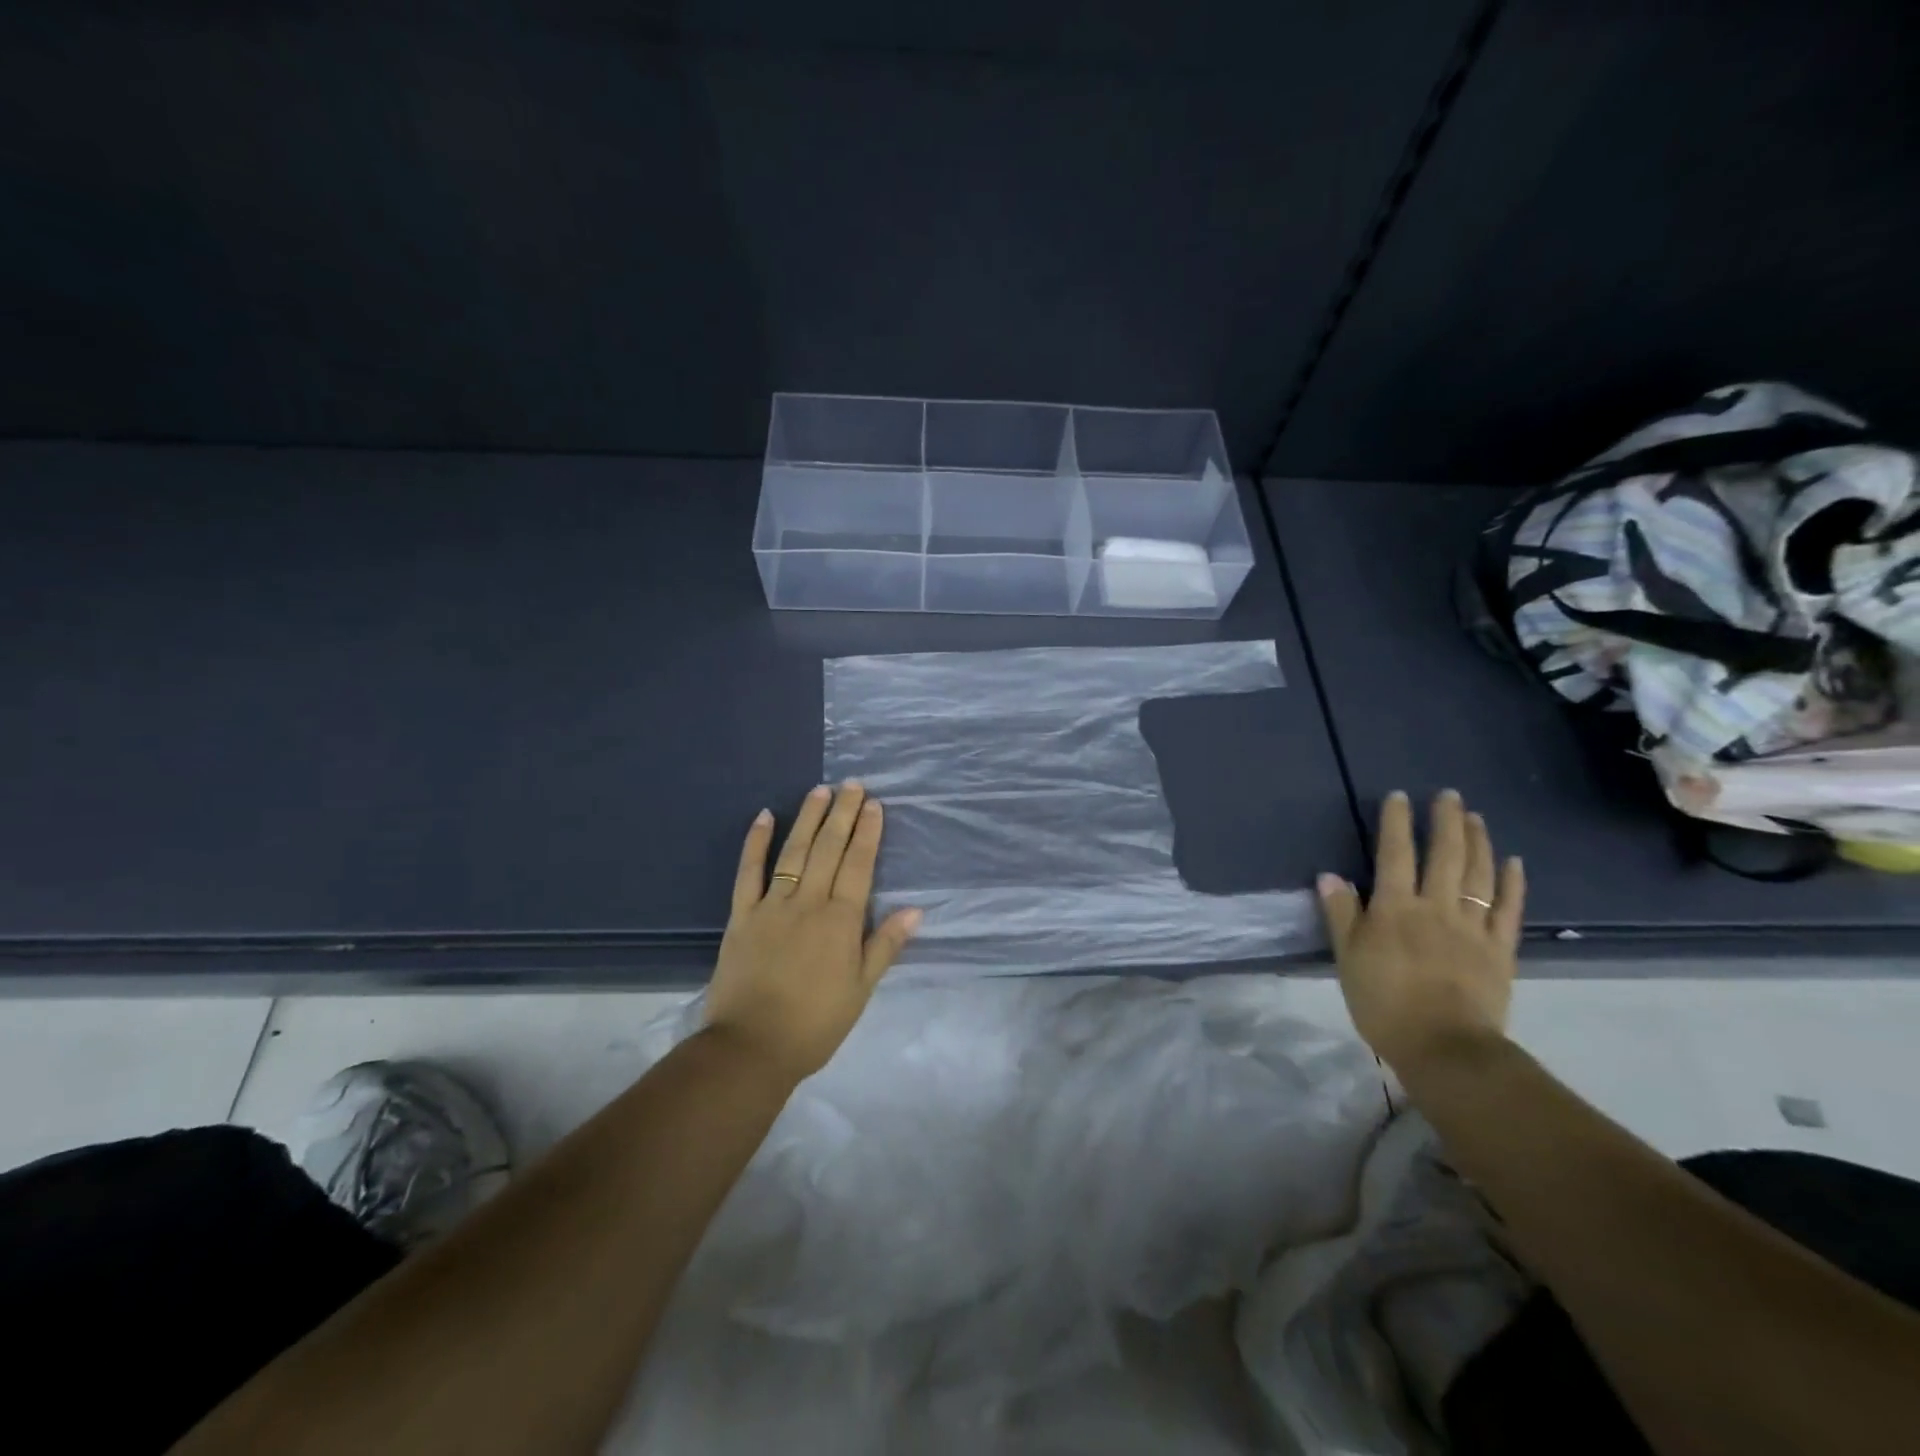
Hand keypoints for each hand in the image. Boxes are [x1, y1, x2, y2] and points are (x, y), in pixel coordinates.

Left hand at [704, 782, 921, 1082]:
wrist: (751, 1047)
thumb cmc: (815, 1023)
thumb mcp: (861, 990)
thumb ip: (884, 945)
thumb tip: (915, 909)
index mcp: (840, 921)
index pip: (858, 865)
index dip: (868, 833)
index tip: (874, 804)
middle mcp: (808, 903)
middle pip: (829, 849)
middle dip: (843, 815)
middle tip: (853, 785)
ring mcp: (772, 905)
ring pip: (794, 852)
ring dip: (809, 819)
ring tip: (821, 791)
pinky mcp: (741, 915)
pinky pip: (748, 872)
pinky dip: (756, 842)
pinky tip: (765, 816)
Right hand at [1316, 790, 1524, 1074]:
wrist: (1444, 1047)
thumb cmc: (1384, 1002)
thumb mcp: (1347, 958)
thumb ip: (1340, 914)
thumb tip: (1329, 875)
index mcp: (1395, 909)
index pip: (1395, 855)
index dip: (1397, 823)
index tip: (1399, 796)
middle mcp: (1436, 908)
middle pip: (1444, 856)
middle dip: (1446, 822)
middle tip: (1450, 795)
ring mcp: (1473, 928)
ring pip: (1478, 875)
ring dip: (1478, 842)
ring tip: (1477, 817)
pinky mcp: (1500, 951)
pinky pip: (1509, 910)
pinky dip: (1513, 884)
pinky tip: (1513, 862)